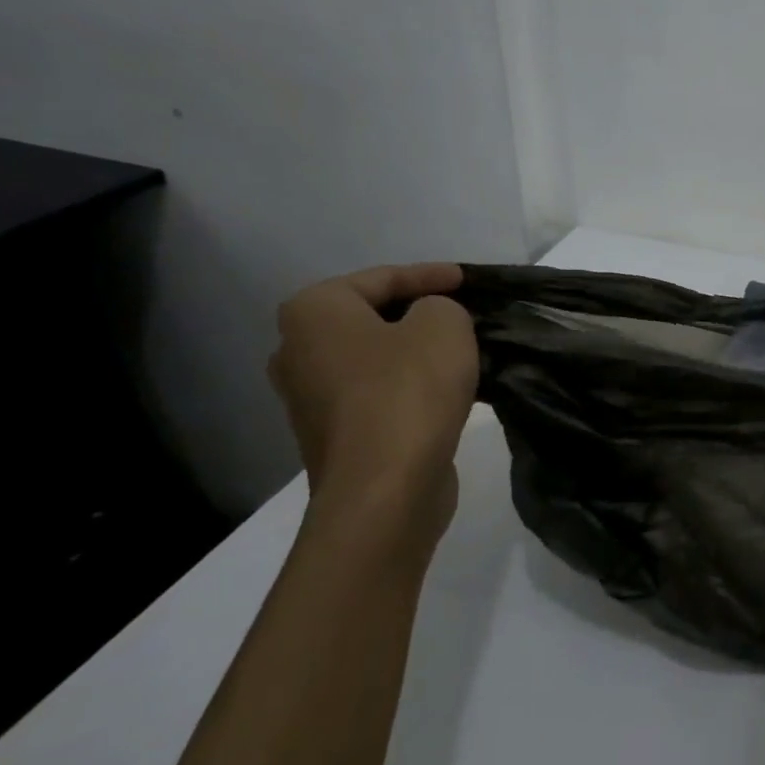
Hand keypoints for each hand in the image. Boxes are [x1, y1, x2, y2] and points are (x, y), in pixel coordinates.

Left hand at [268, 264, 478, 542]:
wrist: (384, 489)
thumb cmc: (409, 392)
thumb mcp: (444, 326)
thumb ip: (441, 306)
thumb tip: (431, 321)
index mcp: (314, 312)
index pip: (380, 278)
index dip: (429, 275)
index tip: (468, 279)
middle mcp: (297, 350)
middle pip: (371, 318)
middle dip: (418, 314)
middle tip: (463, 314)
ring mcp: (310, 398)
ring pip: (375, 358)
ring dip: (417, 353)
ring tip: (464, 352)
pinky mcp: (334, 436)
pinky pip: (378, 394)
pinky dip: (411, 386)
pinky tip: (448, 391)